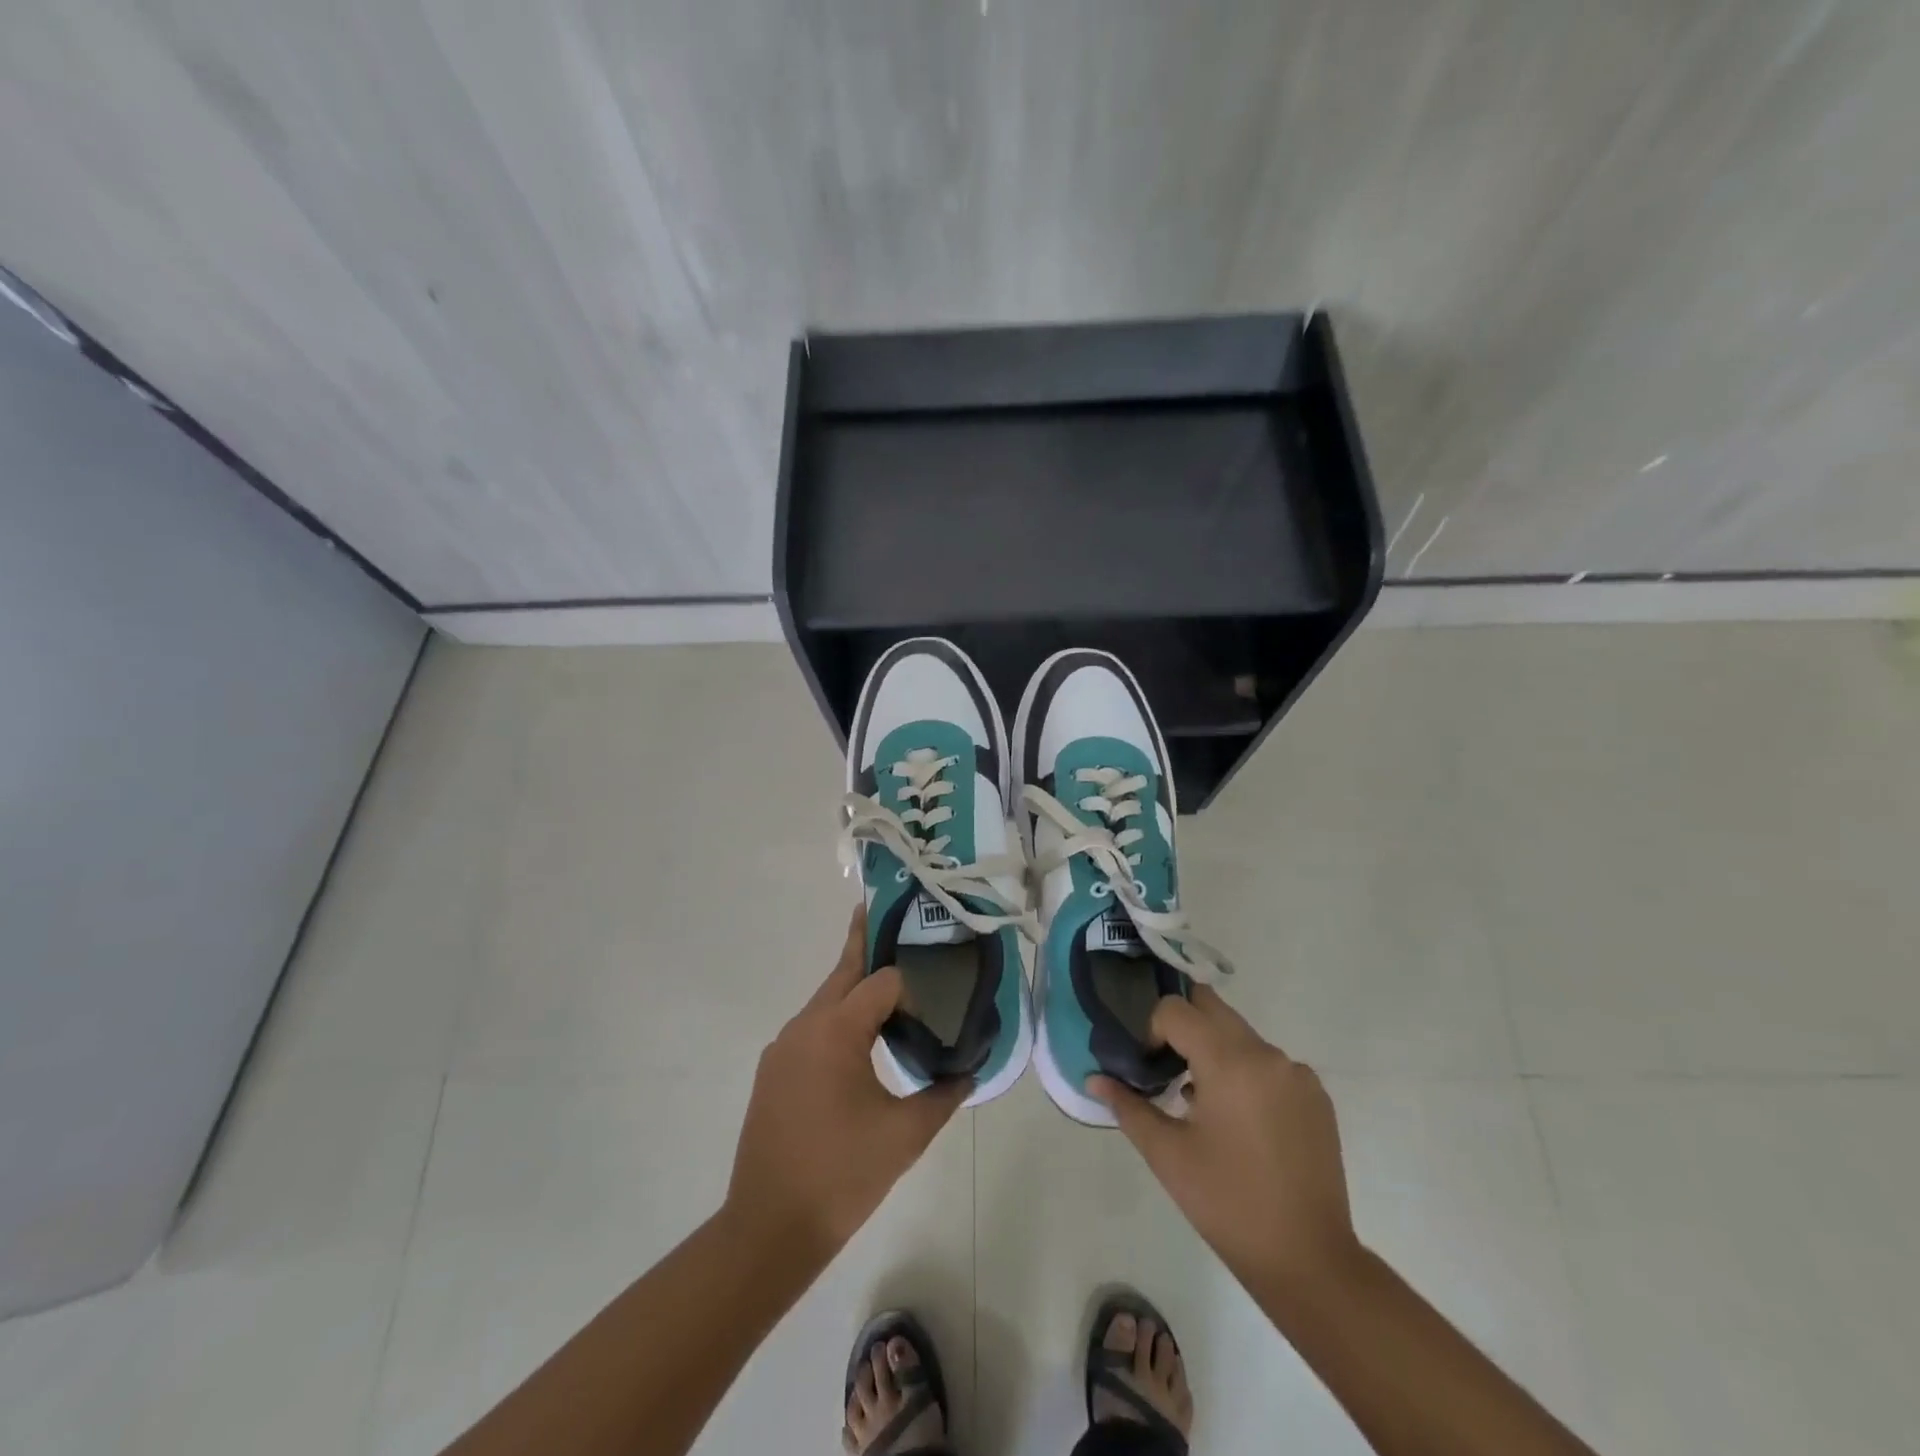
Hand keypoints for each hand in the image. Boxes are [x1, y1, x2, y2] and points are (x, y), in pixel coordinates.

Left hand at [725, 905, 968, 1261]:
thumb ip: (943, 1094)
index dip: (912, 987)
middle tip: (891, 915)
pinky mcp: (773, 1070)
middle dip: (867, 943)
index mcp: (835, 1030)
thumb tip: (971, 1070)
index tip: (936, 996)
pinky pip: (813, 1028)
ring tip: (889, 984)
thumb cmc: (841, 1176)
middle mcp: (804, 1026)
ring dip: (855, 987)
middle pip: (844, 972)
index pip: (882, 981)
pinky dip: (839, 1019)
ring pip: (827, 1000)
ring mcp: (783, 1048)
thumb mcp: (905, 1135)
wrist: (767, 1229)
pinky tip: (860, 1042)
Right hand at [1090, 986, 1360, 1297]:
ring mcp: (1297, 1074)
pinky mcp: (1316, 1096)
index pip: (1176, 1010)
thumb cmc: (1227, 1204)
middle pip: (1212, 1008)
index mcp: (1230, 1062)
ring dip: (1214, 1050)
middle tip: (1166, 1064)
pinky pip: (1268, 1062)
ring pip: (1240, 1034)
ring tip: (1200, 1100)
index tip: (1148, 1067)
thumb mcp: (1167, 1154)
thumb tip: (1094, 1079)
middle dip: (1182, 1026)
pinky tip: (1239, 1121)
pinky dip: (1245, 1072)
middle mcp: (1267, 1054)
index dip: (1151, 1029)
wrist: (1309, 1261)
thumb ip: (1128, 1106)